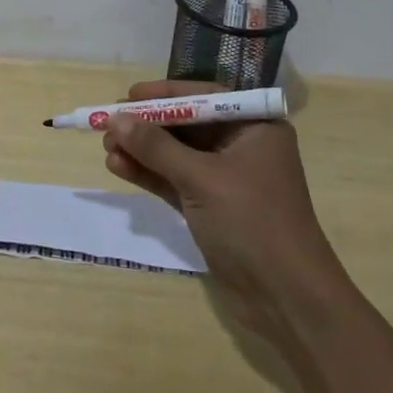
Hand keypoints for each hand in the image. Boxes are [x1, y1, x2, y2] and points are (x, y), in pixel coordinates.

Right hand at [100, 80, 344, 338]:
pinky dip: (149, 174)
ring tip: (107, 148)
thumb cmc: (252, 222)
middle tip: (108, 125)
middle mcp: (242, 147)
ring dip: (143, 151)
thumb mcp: (202, 178)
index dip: (165, 95)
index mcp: (255, 128)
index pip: (204, 98)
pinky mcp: (212, 209)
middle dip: (148, 126)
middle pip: (187, 126)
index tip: (129, 95)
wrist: (286, 298)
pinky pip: (175, 181)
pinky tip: (118, 168)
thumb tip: (116, 119)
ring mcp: (227, 180)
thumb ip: (157, 147)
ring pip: (177, 155)